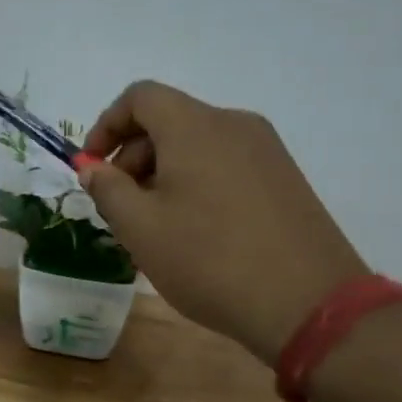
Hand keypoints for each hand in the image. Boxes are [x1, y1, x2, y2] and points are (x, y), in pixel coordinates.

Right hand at [78, 81, 367, 363]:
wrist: (308, 304)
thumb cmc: (210, 260)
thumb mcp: (140, 228)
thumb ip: (107, 189)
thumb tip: (93, 167)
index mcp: (195, 126)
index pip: (140, 97)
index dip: (107, 124)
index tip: (92, 166)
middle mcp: (233, 124)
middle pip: (169, 120)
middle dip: (133, 156)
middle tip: (119, 206)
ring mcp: (266, 151)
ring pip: (197, 145)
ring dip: (163, 173)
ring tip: (155, 225)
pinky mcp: (285, 178)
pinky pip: (225, 164)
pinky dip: (196, 182)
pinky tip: (194, 231)